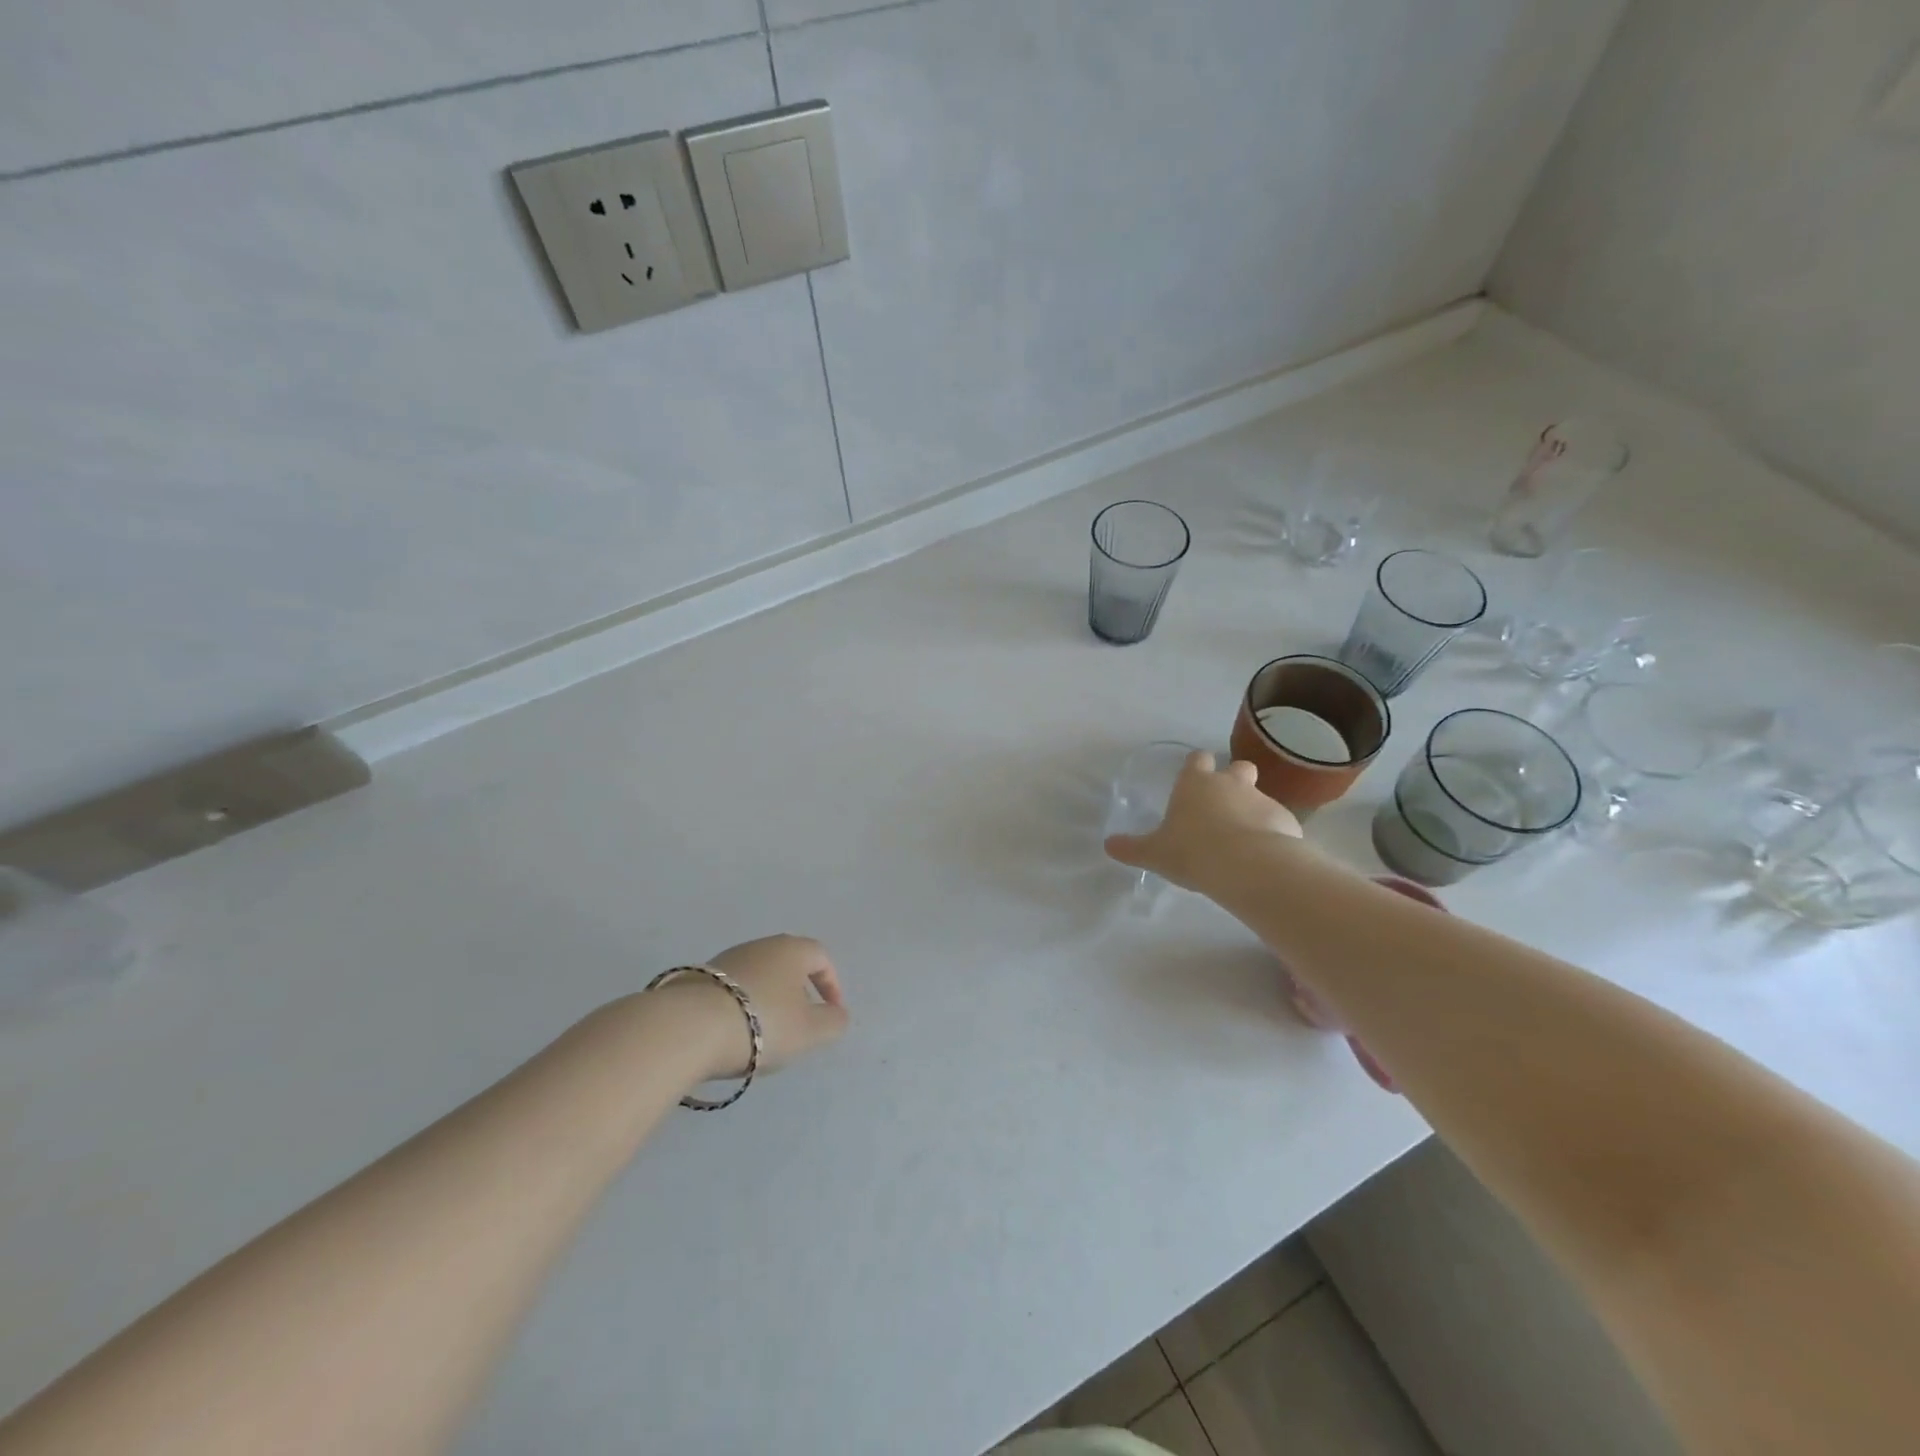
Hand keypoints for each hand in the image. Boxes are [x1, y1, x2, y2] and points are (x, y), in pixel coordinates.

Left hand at [683, 934, 849, 1081]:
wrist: (688, 1028)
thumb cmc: (762, 1023)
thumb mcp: (810, 1031)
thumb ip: (833, 1022)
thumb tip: (837, 1014)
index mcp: (791, 949)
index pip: (821, 957)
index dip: (831, 985)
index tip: (830, 1014)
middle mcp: (760, 946)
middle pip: (787, 964)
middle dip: (797, 992)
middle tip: (799, 1024)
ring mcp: (725, 960)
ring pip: (757, 977)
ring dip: (767, 1000)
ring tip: (764, 1034)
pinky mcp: (697, 979)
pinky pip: (731, 991)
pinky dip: (740, 1008)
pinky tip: (733, 1034)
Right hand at [1105, 751, 1302, 891]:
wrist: (1249, 867)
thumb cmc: (1193, 852)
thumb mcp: (1154, 854)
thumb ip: (1132, 848)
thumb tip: (1108, 845)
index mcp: (1196, 784)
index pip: (1197, 759)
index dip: (1196, 767)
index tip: (1194, 780)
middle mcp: (1230, 784)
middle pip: (1238, 767)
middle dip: (1234, 779)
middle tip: (1223, 806)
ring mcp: (1262, 800)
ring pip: (1259, 796)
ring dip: (1252, 810)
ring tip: (1244, 839)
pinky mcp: (1286, 820)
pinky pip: (1277, 821)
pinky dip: (1272, 833)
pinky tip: (1264, 856)